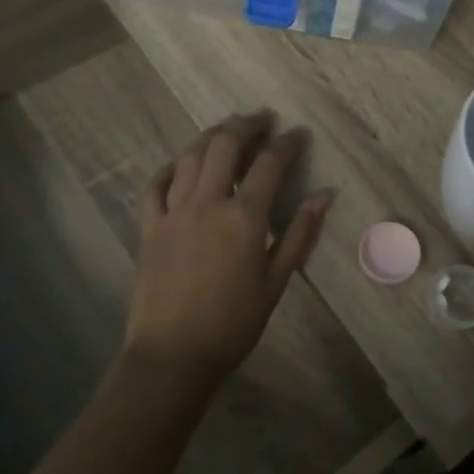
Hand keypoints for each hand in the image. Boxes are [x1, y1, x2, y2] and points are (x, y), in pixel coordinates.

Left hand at [128, 111, 332, 379]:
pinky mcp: (149, 226)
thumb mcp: (276, 281)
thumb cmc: (233, 323)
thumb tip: (325, 195)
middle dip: (246, 125)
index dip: (287, 143)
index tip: (299, 133)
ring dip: (211, 136)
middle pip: (224, 145)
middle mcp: (206, 202)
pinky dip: (169, 167)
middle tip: (263, 119)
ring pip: (189, 156)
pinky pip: (155, 185)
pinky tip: (180, 164)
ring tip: (227, 130)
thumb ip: (299, 233)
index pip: (269, 164)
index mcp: (243, 217)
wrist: (174, 355)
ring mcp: (173, 211)